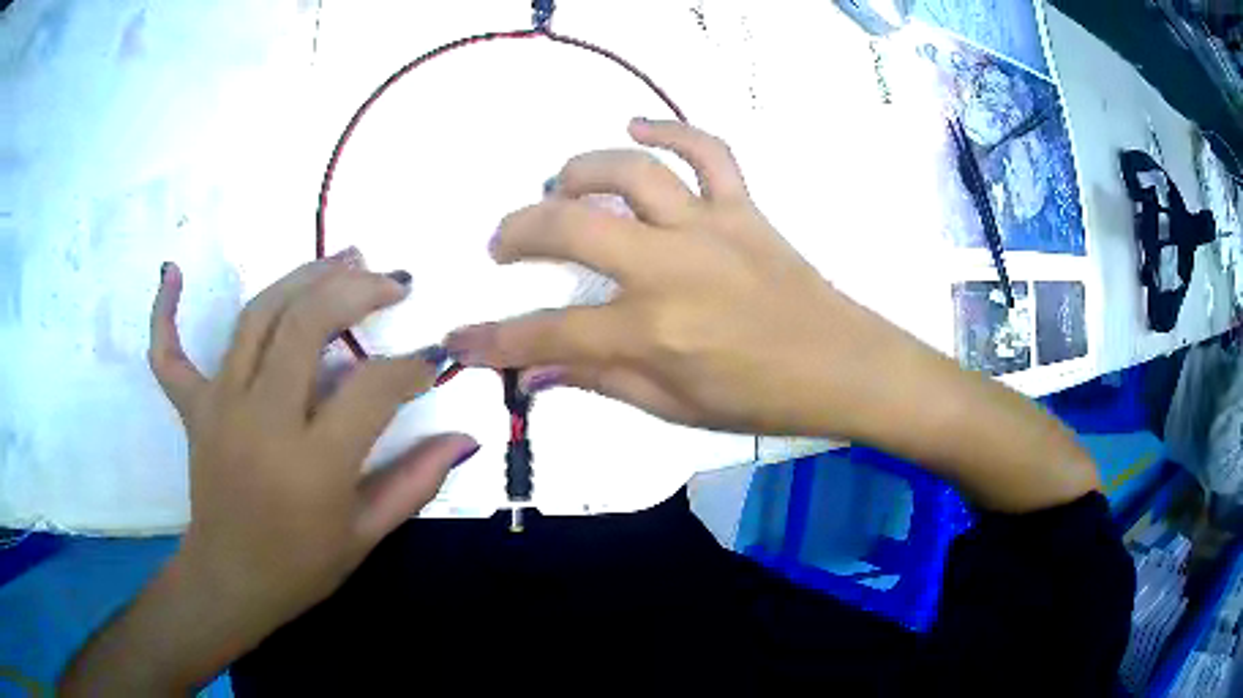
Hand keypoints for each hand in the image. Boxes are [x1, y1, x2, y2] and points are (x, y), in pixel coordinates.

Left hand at [148, 255, 477, 642]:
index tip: (430, 360)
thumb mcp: (366, 536)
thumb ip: (416, 482)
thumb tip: (464, 438)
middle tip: (393, 284)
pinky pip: (168, 353)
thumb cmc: (301, 567)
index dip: (411, 367)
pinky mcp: (192, 408)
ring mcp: (219, 407)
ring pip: (257, 316)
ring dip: (302, 277)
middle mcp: (262, 421)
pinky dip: (165, 311)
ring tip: (343, 258)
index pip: (372, 388)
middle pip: (306, 324)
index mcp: (313, 465)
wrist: (231, 582)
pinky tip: (173, 272)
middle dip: (358, 291)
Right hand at [446, 118, 909, 437]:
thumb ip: (598, 381)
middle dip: (519, 232)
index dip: (494, 341)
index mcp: (652, 333)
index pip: (549, 334)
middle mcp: (671, 269)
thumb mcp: (673, 408)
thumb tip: (533, 373)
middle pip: (571, 228)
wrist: (841, 366)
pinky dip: (671, 129)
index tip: (458, 340)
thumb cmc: (760, 400)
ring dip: (579, 171)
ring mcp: (709, 228)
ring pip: (630, 173)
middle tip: (502, 244)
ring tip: (558, 187)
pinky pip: (708, 151)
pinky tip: (637, 126)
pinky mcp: (743, 208)